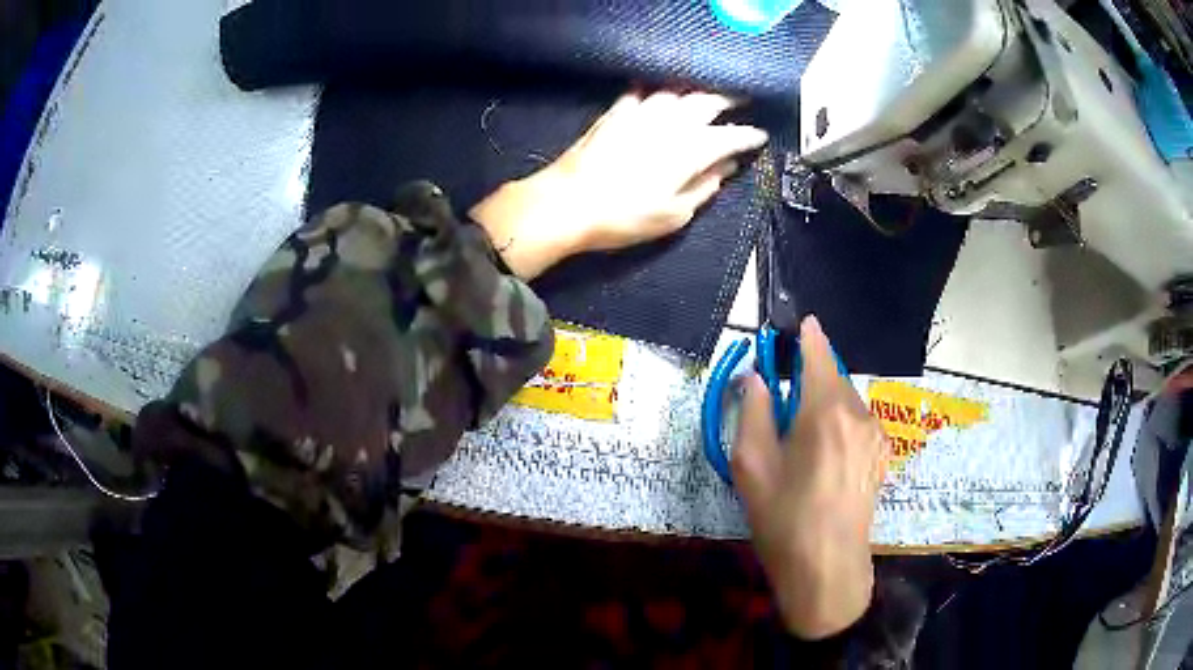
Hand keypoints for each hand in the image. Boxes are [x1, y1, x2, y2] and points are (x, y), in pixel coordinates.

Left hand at [470, 90, 768, 278]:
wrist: (568, 202)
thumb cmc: (625, 216)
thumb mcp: (674, 214)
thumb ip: (704, 187)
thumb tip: (725, 168)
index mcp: (690, 149)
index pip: (730, 137)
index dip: (748, 136)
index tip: (760, 136)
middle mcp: (670, 123)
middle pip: (706, 101)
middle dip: (728, 99)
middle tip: (739, 101)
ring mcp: (641, 112)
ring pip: (677, 91)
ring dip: (696, 90)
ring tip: (705, 93)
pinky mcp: (616, 112)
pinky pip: (643, 92)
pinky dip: (657, 90)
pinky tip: (659, 93)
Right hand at [732, 315, 889, 639]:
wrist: (827, 568)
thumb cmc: (784, 519)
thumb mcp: (751, 466)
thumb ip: (753, 410)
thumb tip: (757, 377)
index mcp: (825, 411)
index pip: (819, 352)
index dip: (805, 335)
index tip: (795, 325)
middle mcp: (858, 414)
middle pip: (833, 376)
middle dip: (809, 378)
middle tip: (781, 404)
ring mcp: (876, 435)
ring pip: (846, 401)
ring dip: (824, 403)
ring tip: (801, 441)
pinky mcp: (882, 454)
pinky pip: (857, 423)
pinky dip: (839, 423)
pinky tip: (823, 459)